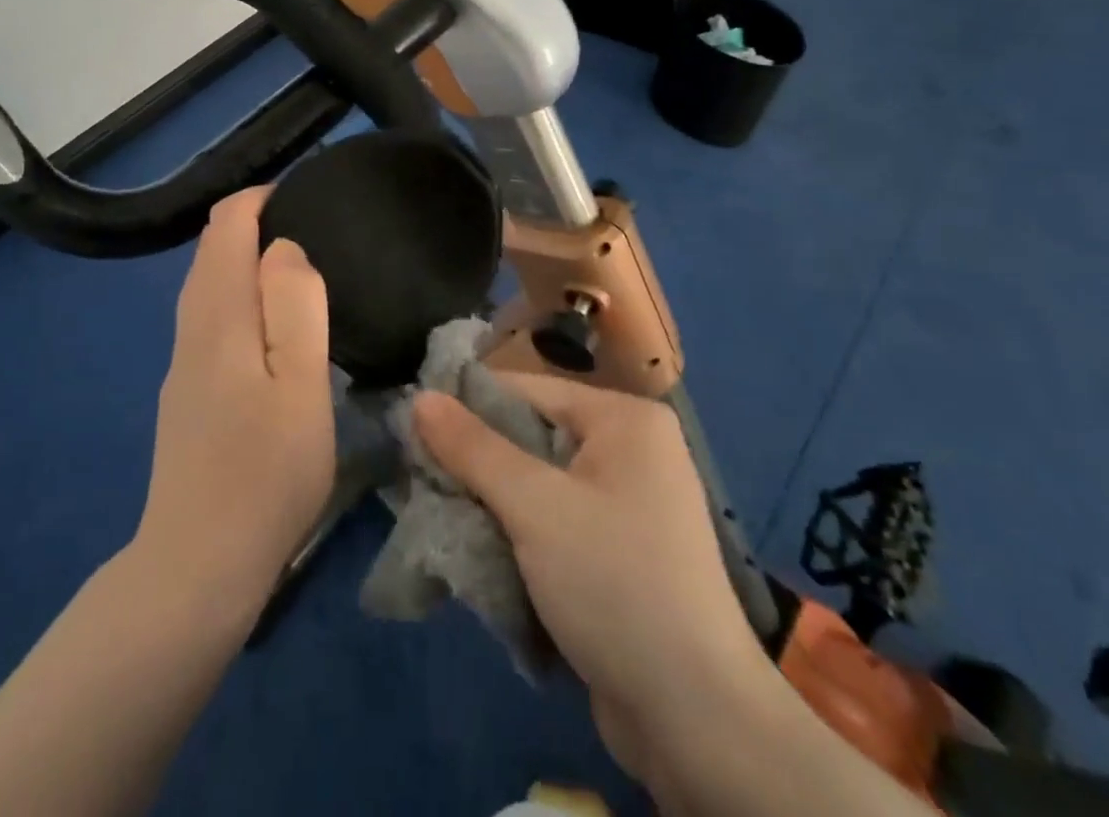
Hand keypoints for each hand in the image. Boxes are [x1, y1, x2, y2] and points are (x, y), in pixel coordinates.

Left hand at [135, 187, 335, 619]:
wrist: (197, 568)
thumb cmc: (265, 473)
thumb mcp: (300, 383)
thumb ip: (295, 305)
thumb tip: (284, 247)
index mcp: (217, 316)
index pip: (225, 227)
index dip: (260, 199)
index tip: (306, 196)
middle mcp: (191, 329)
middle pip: (211, 252)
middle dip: (253, 223)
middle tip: (313, 227)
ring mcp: (183, 365)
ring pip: (208, 286)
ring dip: (245, 261)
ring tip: (301, 268)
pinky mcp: (187, 395)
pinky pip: (210, 318)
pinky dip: (239, 295)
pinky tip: (270, 325)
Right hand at [413, 375, 774, 779]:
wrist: (695, 718)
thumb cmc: (614, 583)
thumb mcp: (534, 507)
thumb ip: (473, 448)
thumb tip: (420, 398)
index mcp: (625, 419)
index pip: (528, 391)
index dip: (468, 406)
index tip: (412, 427)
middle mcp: (632, 449)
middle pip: (533, 437)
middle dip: (478, 462)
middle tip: (419, 478)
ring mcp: (631, 503)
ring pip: (540, 484)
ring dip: (493, 503)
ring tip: (438, 513)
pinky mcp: (622, 552)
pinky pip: (557, 521)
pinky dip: (520, 533)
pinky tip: (479, 548)